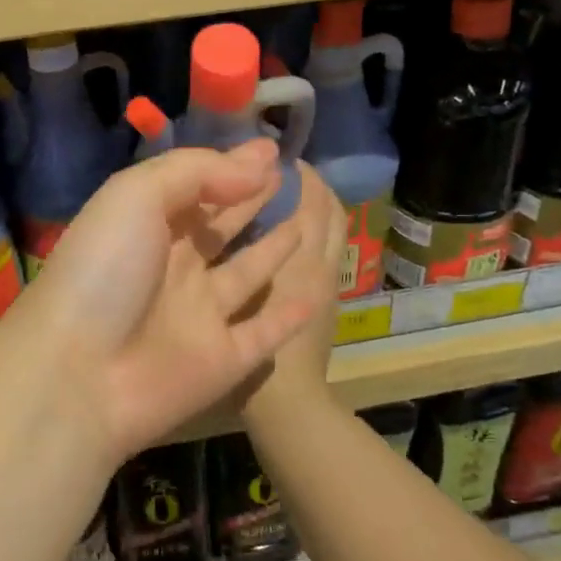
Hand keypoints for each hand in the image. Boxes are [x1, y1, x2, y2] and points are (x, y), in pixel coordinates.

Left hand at [19, 140, 331, 460]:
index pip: (196, 187)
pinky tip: (317, 292)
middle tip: (295, 175)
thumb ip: (197, 172)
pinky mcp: (222, 361)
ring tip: (312, 218)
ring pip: (248, 274)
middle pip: (222, 227)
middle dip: (254, 199)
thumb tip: (257, 165)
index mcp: (146, 226)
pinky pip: (264, 332)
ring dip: (276, 248)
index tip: (273, 149)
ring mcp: (199, 316)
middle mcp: (174, 267)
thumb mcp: (136, 195)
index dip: (232, 166)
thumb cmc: (104, 270)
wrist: (79, 375)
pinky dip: (289, 315)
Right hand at [242, 163, 346, 424]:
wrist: (287, 402)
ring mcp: (329, 283)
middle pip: (329, 211)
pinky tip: (287, 233)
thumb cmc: (249, 348)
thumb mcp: (232, 292)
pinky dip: (315, 233)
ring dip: (318, 207)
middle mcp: (322, 264)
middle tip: (282, 171)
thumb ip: (231, 251)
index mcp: (302, 258)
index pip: (312, 201)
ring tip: (288, 194)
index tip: (273, 158)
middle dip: (311, 185)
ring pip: (333, 231)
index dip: (298, 175)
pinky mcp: (326, 301)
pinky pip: (327, 253)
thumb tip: (227, 209)